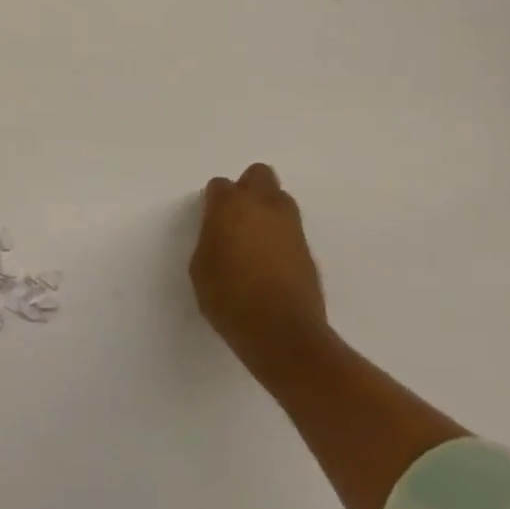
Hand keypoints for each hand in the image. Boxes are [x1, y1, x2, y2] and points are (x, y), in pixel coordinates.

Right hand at [191, 164, 327, 366]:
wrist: (282, 333)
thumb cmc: (229, 298)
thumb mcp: (201, 267)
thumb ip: (209, 239)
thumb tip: (220, 234)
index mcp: (230, 206)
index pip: (220, 185)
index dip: (214, 201)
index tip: (210, 221)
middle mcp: (263, 206)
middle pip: (259, 175)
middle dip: (248, 188)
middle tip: (237, 217)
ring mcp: (291, 226)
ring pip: (280, 199)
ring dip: (268, 210)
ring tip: (256, 240)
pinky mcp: (308, 250)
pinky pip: (291, 230)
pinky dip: (281, 237)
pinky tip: (271, 263)